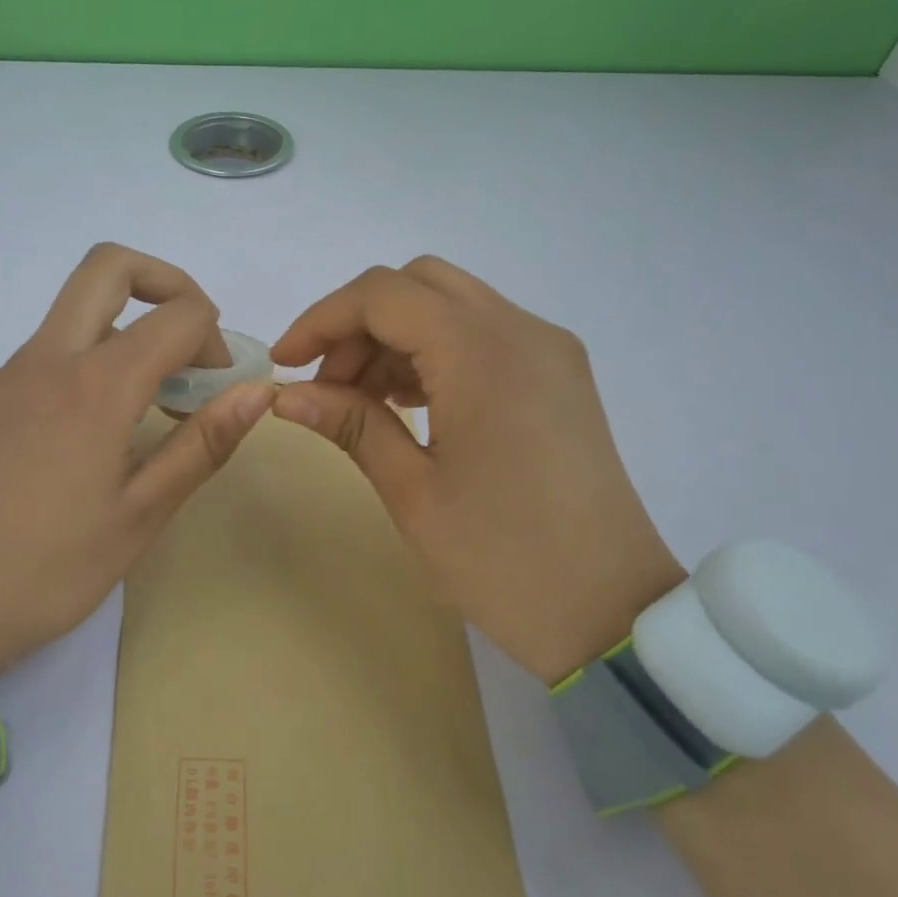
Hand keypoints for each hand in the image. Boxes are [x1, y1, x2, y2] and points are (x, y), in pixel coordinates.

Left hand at [0, 244, 270, 667]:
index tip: (222, 387)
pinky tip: (104, 430)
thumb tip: (258, 392)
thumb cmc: (47, 570)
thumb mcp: (139, 516)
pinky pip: (52, 350)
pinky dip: (94, 358)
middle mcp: (47, 360)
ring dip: (130, 328)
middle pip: (109, 267)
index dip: (215, 338)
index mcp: (94, 386)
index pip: (176, 314)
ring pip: (78, 310)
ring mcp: (9, 376)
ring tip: (156, 404)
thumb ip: (201, 445)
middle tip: (193, 344)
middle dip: (167, 284)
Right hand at [270, 257, 684, 684]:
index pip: (383, 295)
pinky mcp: (559, 376)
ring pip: (452, 306)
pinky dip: (435, 352)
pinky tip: (411, 405)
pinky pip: (484, 335)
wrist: (611, 612)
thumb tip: (288, 395)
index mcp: (481, 353)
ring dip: (396, 337)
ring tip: (363, 403)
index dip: (322, 320)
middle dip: (358, 323)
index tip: (285, 365)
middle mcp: (522, 331)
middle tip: (328, 386)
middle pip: (418, 284)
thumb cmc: (502, 559)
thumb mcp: (412, 492)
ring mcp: (548, 350)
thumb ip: (351, 424)